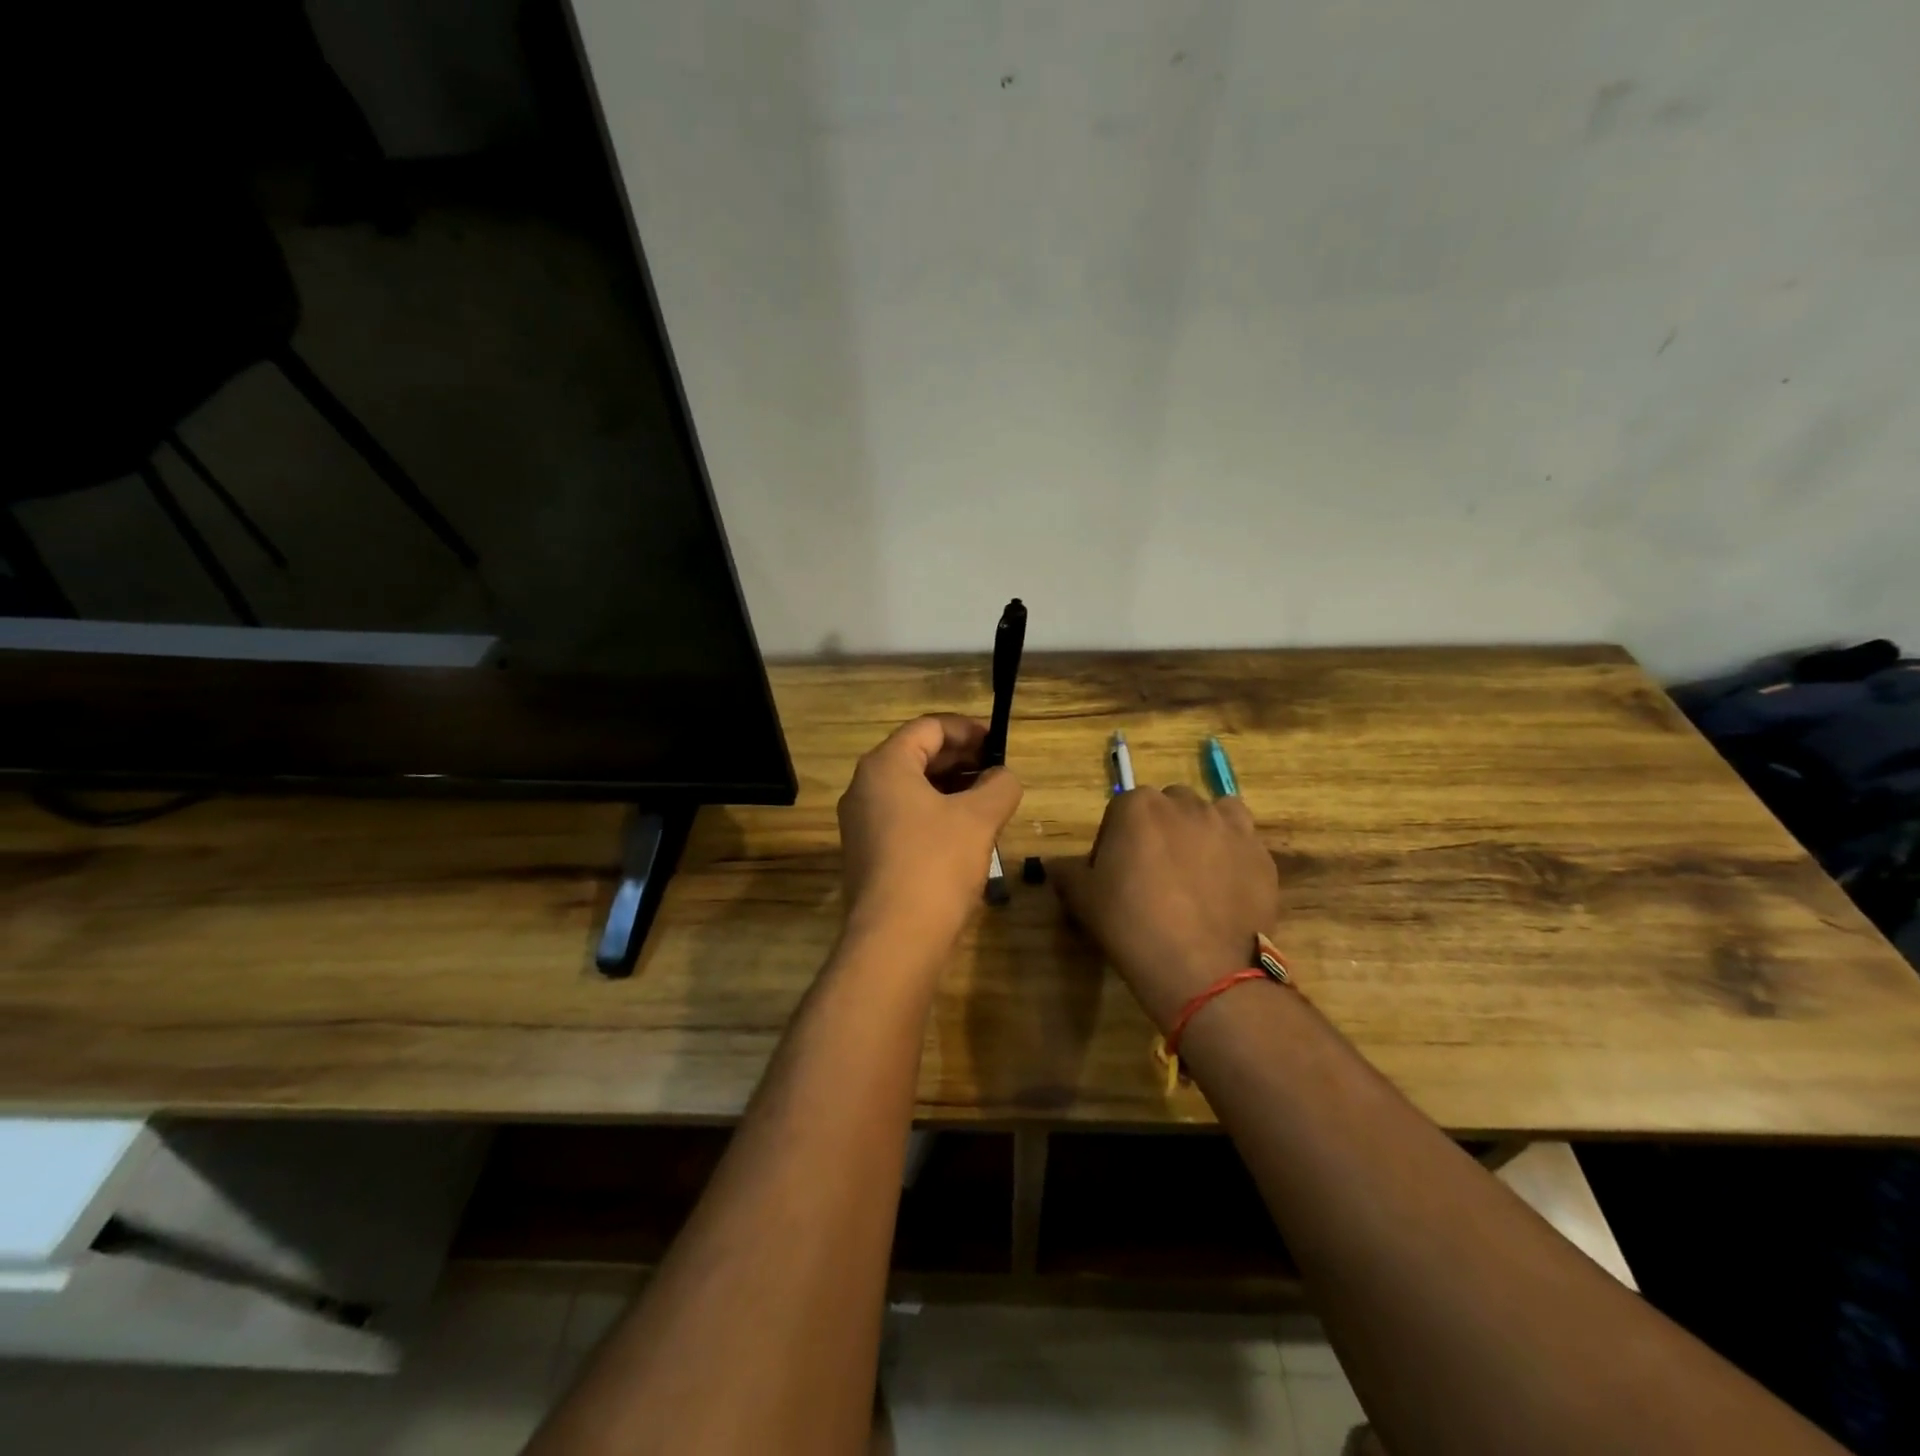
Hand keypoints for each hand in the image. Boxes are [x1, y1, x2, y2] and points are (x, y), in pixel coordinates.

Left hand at [837, 715, 1023, 959]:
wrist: (894, 939)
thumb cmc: (936, 864)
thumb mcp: (978, 818)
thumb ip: (999, 786)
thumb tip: (1003, 777)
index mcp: (885, 766)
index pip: (928, 727)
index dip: (967, 729)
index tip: (999, 743)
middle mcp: (864, 787)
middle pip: (916, 755)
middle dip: (960, 758)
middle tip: (997, 770)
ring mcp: (861, 823)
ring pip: (911, 789)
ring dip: (950, 787)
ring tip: (987, 799)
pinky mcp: (867, 853)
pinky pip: (904, 817)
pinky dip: (935, 813)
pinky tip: (965, 831)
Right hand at [1053, 787, 1280, 1031]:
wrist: (1203, 969)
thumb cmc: (1131, 925)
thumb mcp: (1082, 899)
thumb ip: (1067, 872)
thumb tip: (1059, 865)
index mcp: (1137, 806)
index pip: (1120, 811)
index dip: (1115, 842)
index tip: (1115, 875)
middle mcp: (1185, 804)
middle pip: (1167, 807)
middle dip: (1159, 831)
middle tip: (1154, 874)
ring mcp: (1228, 826)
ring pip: (1209, 815)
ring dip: (1199, 833)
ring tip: (1194, 874)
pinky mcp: (1260, 853)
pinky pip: (1243, 841)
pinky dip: (1232, 854)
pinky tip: (1225, 887)